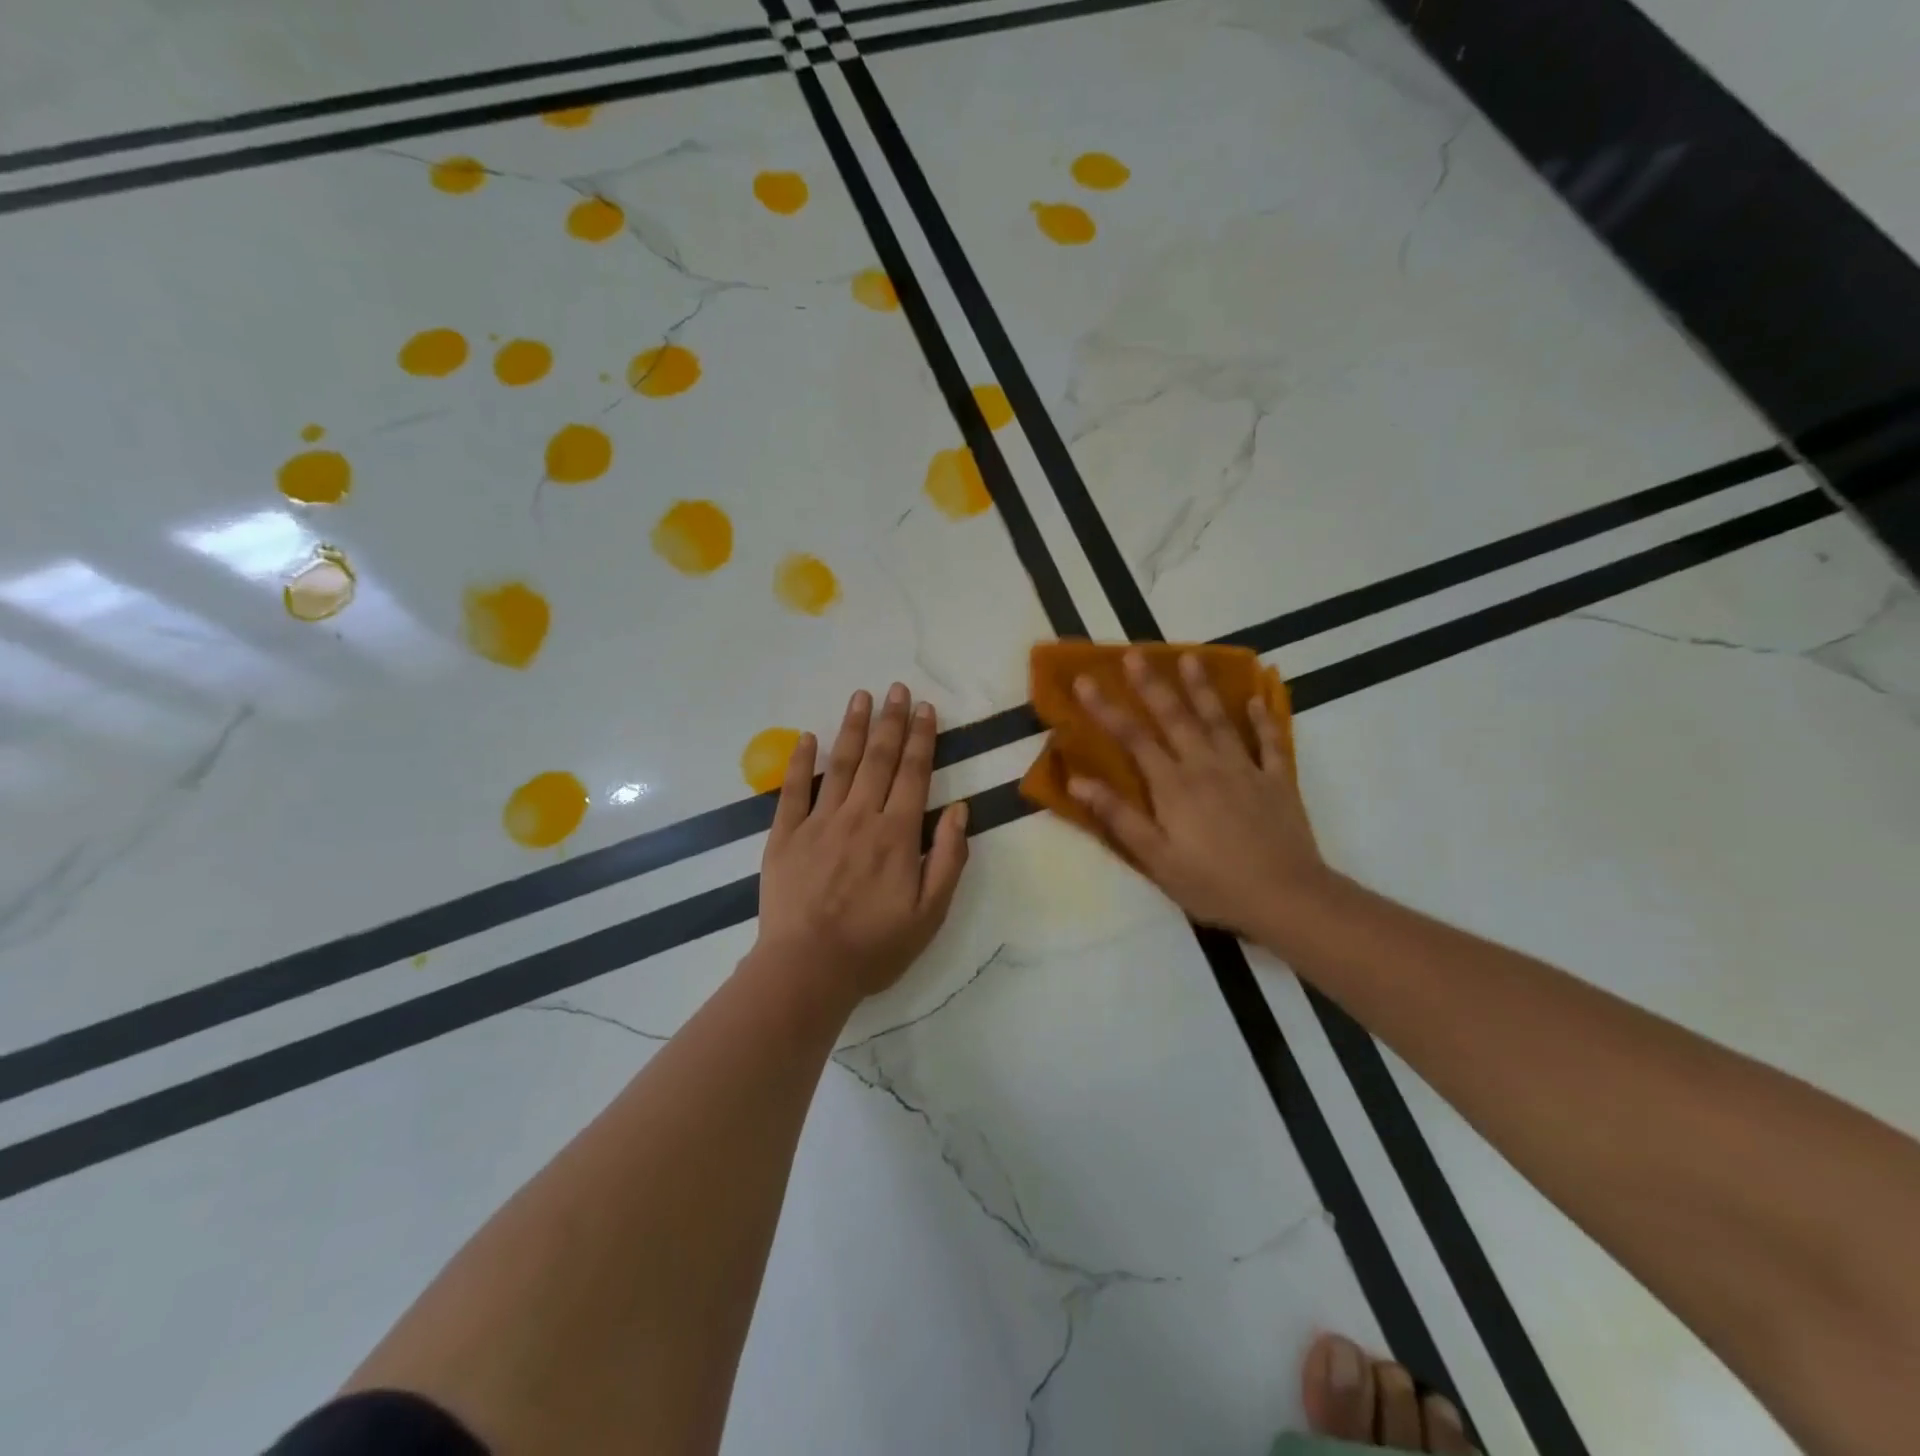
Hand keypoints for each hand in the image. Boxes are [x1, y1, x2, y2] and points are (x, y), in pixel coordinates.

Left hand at [754, 683, 969, 1004]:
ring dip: (853, 729)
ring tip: (861, 697)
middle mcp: (860, 817)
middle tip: (897, 689)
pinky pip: (793, 790)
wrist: (807, 969)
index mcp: (897, 834)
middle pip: (879, 759)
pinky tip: (808, 737)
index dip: (922, 738)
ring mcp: (819, 823)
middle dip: (891, 721)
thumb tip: (960, 809)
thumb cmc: (875, 945)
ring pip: (841, 765)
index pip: (914, 774)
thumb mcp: (930, 913)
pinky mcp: (785, 835)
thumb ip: (948, 858)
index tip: (926, 709)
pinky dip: (801, 761)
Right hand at [1067, 651, 1327, 943]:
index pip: (1133, 738)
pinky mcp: (1276, 780)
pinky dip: (1263, 719)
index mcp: (1173, 786)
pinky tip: (1256, 700)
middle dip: (1151, 684)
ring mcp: (1245, 769)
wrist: (1286, 897)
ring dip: (1202, 688)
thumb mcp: (1156, 859)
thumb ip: (1118, 816)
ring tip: (1190, 657)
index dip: (1106, 708)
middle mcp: (1206, 766)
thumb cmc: (1213, 883)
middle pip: (1174, 717)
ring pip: (1219, 719)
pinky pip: (1269, 742)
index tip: (1084, 680)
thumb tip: (1077, 782)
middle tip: (1134, 653)